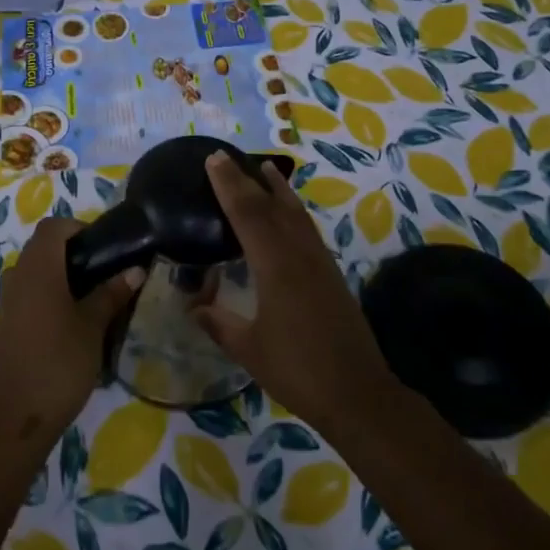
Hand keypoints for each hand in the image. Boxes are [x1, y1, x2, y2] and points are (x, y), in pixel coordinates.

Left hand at [0, 218, 143, 443]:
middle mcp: (18, 276)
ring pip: (33, 269)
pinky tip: (70, 317)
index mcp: (38, 269)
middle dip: (72, 250)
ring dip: (58, 272)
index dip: (78, 228)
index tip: (103, 247)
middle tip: (103, 270)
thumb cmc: (60, 362)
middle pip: (41, 246)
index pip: (53, 227)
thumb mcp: (93, 326)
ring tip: (90, 293)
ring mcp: (8, 300)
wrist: (19, 417)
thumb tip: (136, 269)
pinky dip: (47, 291)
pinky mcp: (7, 322)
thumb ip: (112, 293)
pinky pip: (27, 290)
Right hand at [194, 152, 397, 435]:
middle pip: (270, 205)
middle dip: (246, 179)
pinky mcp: (331, 273)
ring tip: (264, 168)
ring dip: (278, 188)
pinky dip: (293, 210)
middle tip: (227, 157)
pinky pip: (307, 228)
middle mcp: (298, 253)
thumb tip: (193, 307)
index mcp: (275, 266)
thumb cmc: (297, 370)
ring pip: (295, 212)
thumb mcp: (249, 349)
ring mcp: (319, 261)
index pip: (246, 214)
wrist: (357, 392)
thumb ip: (218, 323)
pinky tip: (288, 213)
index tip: (213, 159)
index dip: (228, 185)